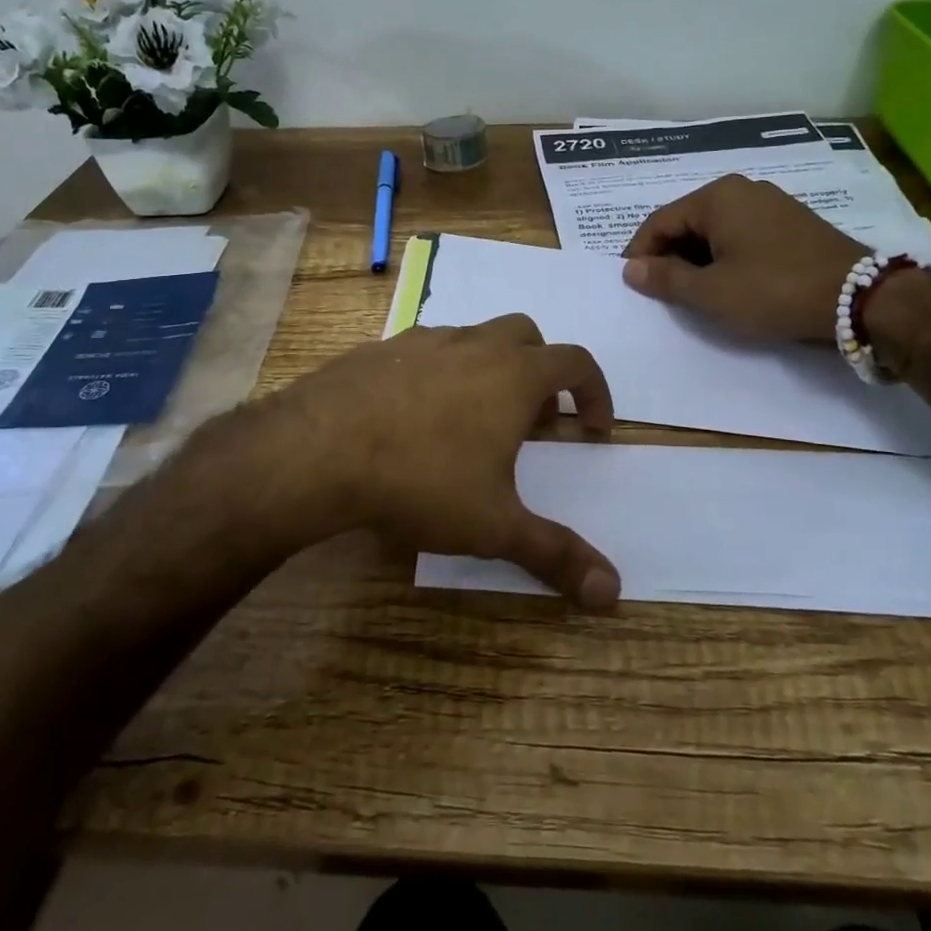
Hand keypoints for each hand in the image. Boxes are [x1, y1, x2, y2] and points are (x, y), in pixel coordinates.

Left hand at [216, 315, 621, 608]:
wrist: (317, 450)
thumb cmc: (421, 481)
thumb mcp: (494, 526)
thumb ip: (555, 554)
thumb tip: (613, 595)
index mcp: (513, 375)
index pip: (576, 362)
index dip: (594, 391)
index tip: (592, 427)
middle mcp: (473, 345)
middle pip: (527, 335)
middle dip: (541, 371)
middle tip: (533, 421)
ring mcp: (422, 340)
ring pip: (473, 337)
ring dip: (488, 368)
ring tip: (472, 420)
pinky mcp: (379, 348)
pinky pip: (424, 349)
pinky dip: (438, 371)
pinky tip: (415, 415)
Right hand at [621, 174, 866, 342]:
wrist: (859, 297)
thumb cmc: (774, 290)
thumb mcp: (711, 292)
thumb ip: (665, 279)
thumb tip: (630, 269)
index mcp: (717, 197)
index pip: (660, 221)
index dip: (640, 253)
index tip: (632, 283)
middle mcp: (743, 189)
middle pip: (688, 221)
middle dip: (669, 255)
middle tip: (662, 291)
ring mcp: (771, 203)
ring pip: (715, 229)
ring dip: (697, 258)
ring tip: (694, 291)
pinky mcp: (792, 222)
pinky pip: (742, 233)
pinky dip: (725, 255)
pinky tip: (729, 282)